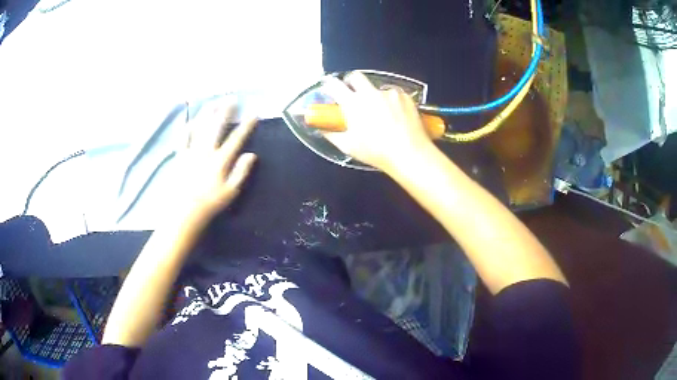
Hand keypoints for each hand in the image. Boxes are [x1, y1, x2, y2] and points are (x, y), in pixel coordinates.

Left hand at [173, 101, 256, 224]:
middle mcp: (206, 151)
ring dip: (208, 112)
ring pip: (200, 126)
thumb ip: (241, 171)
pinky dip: (188, 127)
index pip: (236, 138)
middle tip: (232, 98)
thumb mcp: (231, 192)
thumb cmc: (210, 203)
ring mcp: (191, 151)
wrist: (184, 211)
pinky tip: (192, 120)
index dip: (246, 125)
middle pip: (217, 125)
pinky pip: (183, 137)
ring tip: (214, 101)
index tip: (254, 114)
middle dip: (226, 110)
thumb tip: (252, 154)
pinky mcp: (180, 155)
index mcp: (220, 160)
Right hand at [322, 72, 434, 172]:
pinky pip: (394, 95)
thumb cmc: (376, 152)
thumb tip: (322, 129)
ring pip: (377, 88)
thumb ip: (332, 135)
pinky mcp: (405, 96)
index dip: (329, 85)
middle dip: (351, 82)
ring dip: (375, 96)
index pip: (334, 85)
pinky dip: (392, 102)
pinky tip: (396, 116)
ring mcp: (389, 93)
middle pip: (356, 76)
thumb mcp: (348, 147)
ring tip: (381, 114)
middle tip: (353, 94)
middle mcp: (370, 93)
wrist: (410, 153)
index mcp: (353, 103)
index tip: (329, 88)